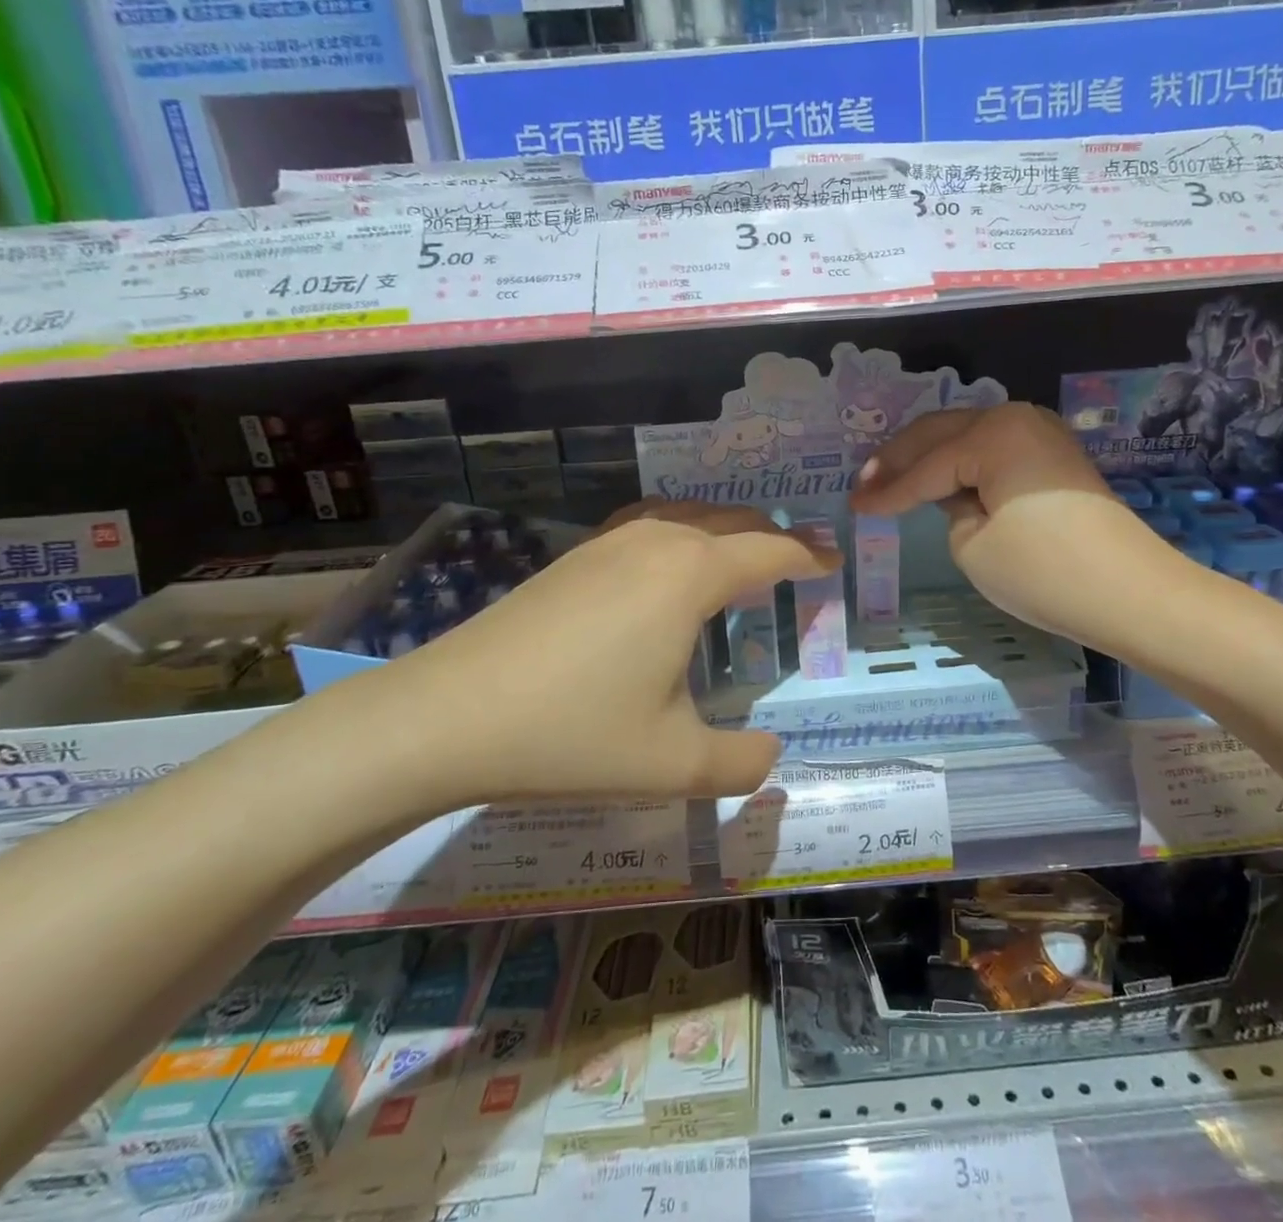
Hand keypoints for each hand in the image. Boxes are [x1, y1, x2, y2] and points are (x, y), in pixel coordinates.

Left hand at [330, 502, 837, 809]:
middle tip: (801, 564)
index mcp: (691, 574)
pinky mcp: (575, 555)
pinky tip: (670, 568)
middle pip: (735, 521)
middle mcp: (657, 540)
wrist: (446, 716)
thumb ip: (742, 764)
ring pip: (690, 516)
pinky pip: (651, 526)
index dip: (811, 555)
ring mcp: (610, 542)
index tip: (836, 562)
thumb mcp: (674, 765)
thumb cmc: (572, 734)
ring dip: (728, 530)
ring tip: (745, 561)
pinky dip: (684, 534)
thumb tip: (773, 755)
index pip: (772, 549)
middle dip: (775, 536)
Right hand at [851, 403, 1175, 647]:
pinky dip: (960, 461)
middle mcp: (1017, 418)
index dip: (886, 490)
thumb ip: (948, 506)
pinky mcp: (1054, 456)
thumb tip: (953, 492)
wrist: (1133, 594)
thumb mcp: (972, 544)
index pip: (926, 467)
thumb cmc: (1045, 572)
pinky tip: (939, 475)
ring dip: (928, 455)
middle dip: (899, 459)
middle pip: (941, 433)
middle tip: (863, 483)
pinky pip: (992, 448)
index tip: (852, 505)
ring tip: (890, 477)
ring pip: (965, 435)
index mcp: (993, 434)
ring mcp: (1041, 433)